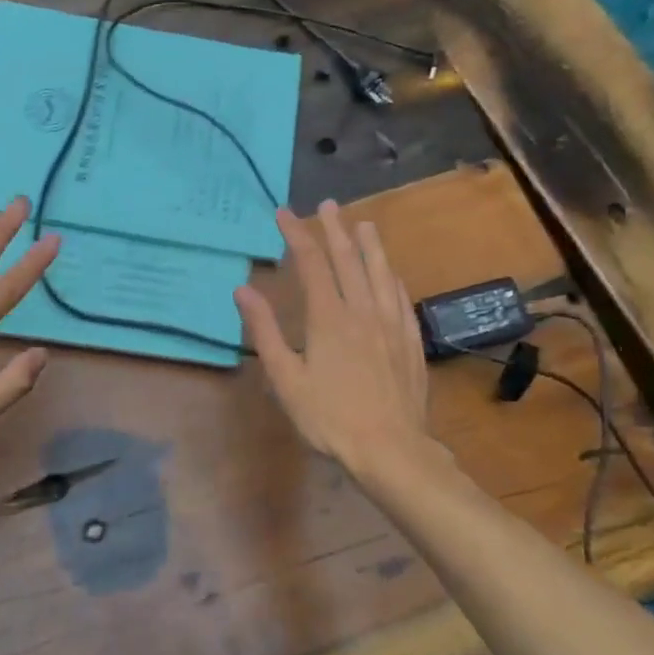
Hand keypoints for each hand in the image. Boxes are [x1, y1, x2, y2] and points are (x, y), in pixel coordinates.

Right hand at [235, 201, 435, 479]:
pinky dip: (393, 279)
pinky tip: (392, 275)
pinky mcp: (410, 342)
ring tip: (365, 223)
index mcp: (329, 317)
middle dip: (335, 229)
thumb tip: (243, 290)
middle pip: (349, 259)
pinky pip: (401, 299)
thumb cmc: (330, 417)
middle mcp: (362, 311)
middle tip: (327, 204)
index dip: (297, 234)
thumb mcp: (286, 378)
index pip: (311, 263)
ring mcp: (391, 325)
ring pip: (381, 273)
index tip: (284, 212)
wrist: (391, 449)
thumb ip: (265, 331)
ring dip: (371, 245)